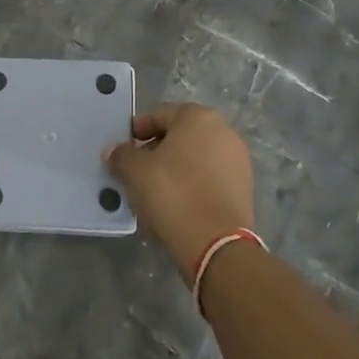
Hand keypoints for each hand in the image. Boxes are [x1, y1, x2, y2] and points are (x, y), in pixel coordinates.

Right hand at [107, 103, 254, 277]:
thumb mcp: (135, 171)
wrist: (215, 243)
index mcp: (198, 117)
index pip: (159, 115)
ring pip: (196, 158)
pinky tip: (177, 203)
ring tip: (155, 190)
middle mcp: (223, 131)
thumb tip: (114, 150)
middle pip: (180, 136)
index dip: (137, 131)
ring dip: (175, 169)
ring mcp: (238, 160)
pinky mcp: (244, 188)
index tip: (123, 148)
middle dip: (157, 149)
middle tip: (137, 170)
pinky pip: (210, 178)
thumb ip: (122, 155)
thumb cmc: (172, 193)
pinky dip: (193, 184)